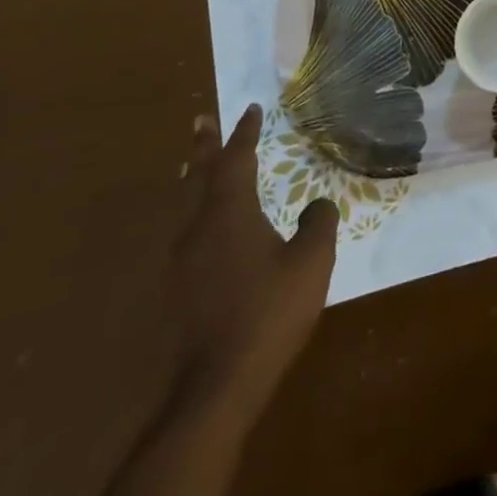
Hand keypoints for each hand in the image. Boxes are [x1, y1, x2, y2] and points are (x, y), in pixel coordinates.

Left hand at [170, 105, 337, 416]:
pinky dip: (193, 212)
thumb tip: (317, 205)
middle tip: (200, 120)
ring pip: (186, 205)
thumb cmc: (268, 313)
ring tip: (192, 165)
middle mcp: (199, 228)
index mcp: (230, 213)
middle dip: (203, 147)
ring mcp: (183, 262)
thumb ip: (319, 223)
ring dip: (192, 178)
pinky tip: (202, 228)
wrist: (216, 387)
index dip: (244, 133)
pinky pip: (186, 233)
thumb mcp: (311, 262)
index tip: (251, 109)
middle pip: (197, 176)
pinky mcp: (178, 291)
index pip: (236, 160)